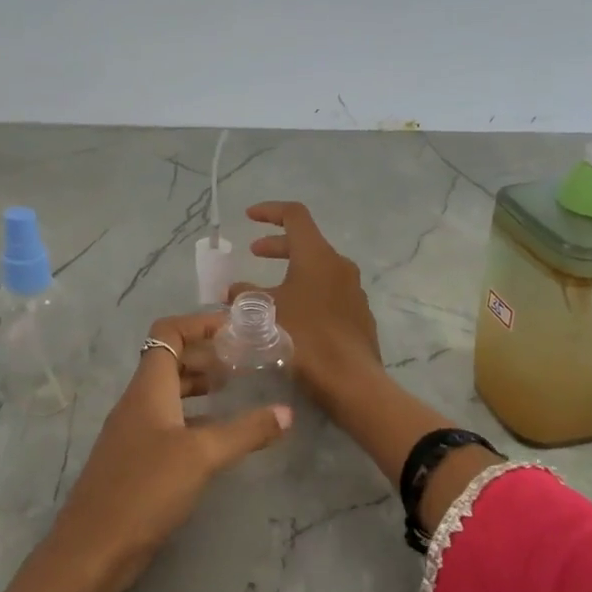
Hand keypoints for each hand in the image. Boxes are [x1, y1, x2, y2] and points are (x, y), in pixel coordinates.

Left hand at [47, 311, 290, 591]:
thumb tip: (287, 412)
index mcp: (148, 388)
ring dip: (201, 387)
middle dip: (206, 355)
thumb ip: (245, 431)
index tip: (236, 328)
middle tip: (246, 361)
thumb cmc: (145, 490)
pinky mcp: (136, 461)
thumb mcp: (202, 456)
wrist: (92, 551)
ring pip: (170, 394)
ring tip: (237, 391)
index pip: (168, 333)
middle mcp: (137, 403)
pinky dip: (194, 418)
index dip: (200, 323)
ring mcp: (133, 433)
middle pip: (170, 361)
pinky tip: (218, 436)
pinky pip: (168, 423)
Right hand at [230, 202, 383, 413]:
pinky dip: (307, 291)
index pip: (295, 215)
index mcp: (317, 256)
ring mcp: (354, 289)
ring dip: (291, 271)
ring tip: (268, 290)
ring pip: (319, 268)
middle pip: (307, 242)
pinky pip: (329, 291)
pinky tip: (293, 316)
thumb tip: (232, 290)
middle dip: (277, 245)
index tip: (249, 217)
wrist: (351, 380)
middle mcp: (340, 265)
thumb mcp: (266, 314)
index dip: (270, 211)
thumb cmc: (305, 339)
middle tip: (254, 253)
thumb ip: (246, 296)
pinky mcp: (359, 313)